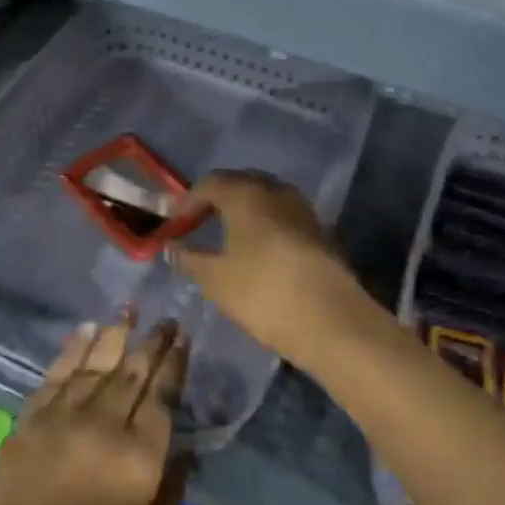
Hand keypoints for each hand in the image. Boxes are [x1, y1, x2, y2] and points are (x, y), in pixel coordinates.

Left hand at [0, 314, 189, 504]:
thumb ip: (168, 500)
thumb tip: (185, 455)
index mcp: (137, 462)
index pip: (162, 398)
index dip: (174, 365)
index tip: (184, 338)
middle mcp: (103, 427)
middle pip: (133, 372)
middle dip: (153, 342)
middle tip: (167, 318)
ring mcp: (63, 418)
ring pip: (96, 363)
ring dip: (116, 333)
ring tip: (130, 308)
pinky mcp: (29, 420)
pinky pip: (56, 374)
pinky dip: (73, 349)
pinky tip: (86, 330)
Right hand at [165, 171, 377, 370]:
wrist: (333, 321)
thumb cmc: (264, 293)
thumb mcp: (216, 280)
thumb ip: (188, 259)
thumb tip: (171, 246)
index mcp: (246, 194)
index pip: (209, 183)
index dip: (186, 202)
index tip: (174, 226)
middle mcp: (275, 190)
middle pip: (238, 184)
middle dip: (215, 201)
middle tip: (197, 226)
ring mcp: (302, 208)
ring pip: (264, 199)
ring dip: (242, 212)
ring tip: (226, 239)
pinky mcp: (320, 230)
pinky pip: (282, 216)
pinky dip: (264, 225)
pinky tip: (257, 252)